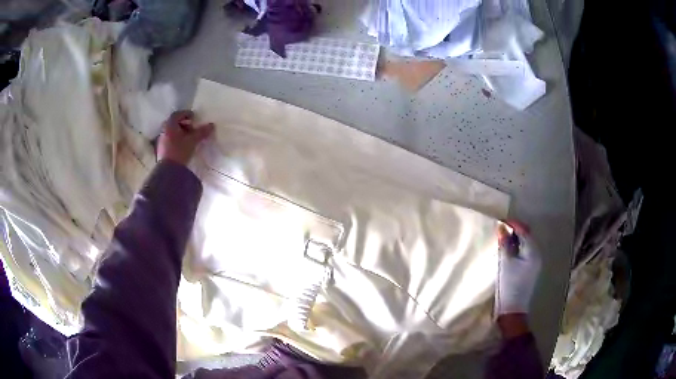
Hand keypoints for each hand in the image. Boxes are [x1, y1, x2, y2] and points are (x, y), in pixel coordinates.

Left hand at [157, 110, 213, 165]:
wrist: (168, 171)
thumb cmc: (179, 151)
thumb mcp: (193, 140)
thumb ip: (201, 132)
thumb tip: (211, 125)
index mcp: (170, 124)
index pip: (178, 114)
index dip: (186, 114)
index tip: (194, 118)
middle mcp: (164, 130)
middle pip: (174, 123)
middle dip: (184, 124)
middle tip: (192, 128)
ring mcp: (161, 140)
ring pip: (172, 132)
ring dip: (180, 133)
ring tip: (189, 139)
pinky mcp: (161, 150)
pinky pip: (170, 140)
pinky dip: (176, 140)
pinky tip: (183, 146)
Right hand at [495, 221, 540, 316]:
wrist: (513, 309)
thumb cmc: (509, 285)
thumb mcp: (505, 263)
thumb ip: (504, 244)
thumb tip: (501, 227)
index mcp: (532, 252)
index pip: (524, 231)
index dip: (513, 224)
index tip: (500, 222)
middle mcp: (536, 255)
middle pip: (526, 237)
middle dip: (514, 231)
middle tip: (500, 231)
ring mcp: (534, 263)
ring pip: (525, 245)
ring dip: (515, 240)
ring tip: (502, 240)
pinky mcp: (530, 270)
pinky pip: (524, 253)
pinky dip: (517, 249)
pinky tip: (508, 252)